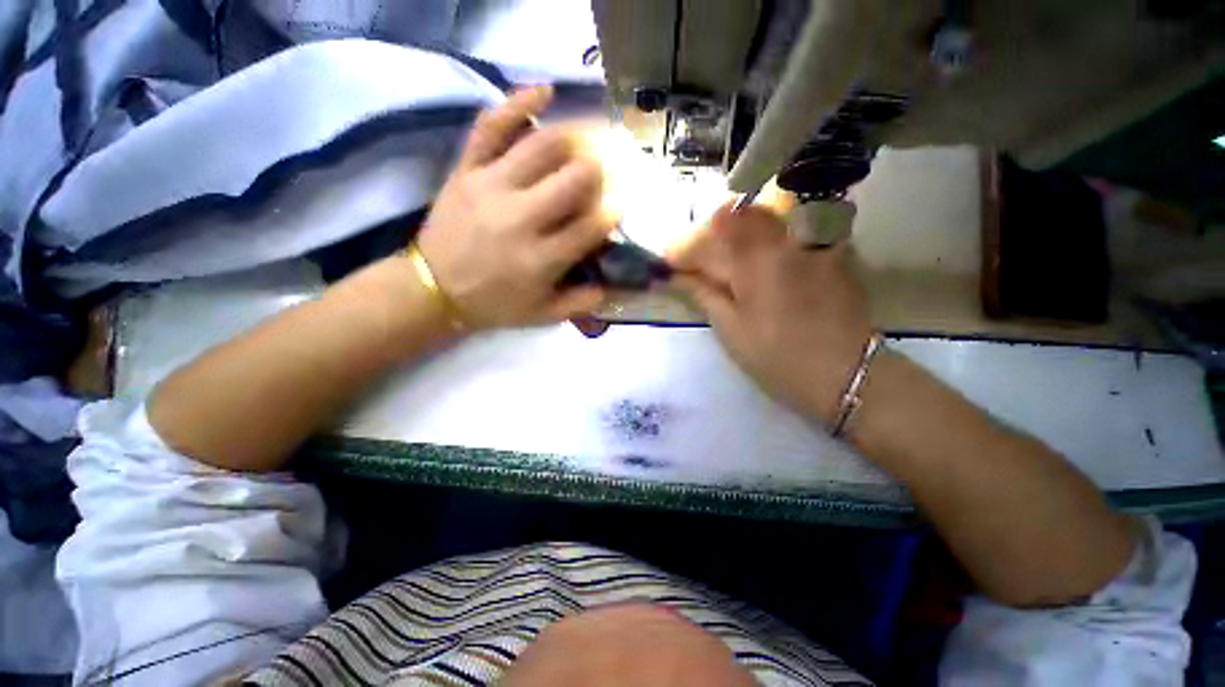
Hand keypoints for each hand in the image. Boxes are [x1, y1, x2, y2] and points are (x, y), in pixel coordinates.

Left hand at [416, 86, 614, 328]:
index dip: (613, 212)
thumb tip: (613, 285)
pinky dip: (518, 102)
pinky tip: (546, 89)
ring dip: (576, 137)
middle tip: (609, 171)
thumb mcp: (541, 315)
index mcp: (541, 259)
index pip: (591, 225)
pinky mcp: (466, 169)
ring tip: (593, 136)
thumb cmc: (493, 304)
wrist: (432, 289)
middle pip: (573, 179)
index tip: (622, 205)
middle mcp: (520, 217)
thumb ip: (580, 302)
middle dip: (601, 172)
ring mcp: (490, 186)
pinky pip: (491, 127)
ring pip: (541, 146)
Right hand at [670, 205, 873, 422]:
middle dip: (710, 235)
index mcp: (757, 260)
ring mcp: (813, 240)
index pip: (709, 235)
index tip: (670, 265)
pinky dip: (765, 238)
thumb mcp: (731, 330)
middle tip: (697, 263)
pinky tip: (760, 261)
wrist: (847, 375)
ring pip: (765, 217)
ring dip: (737, 232)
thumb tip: (674, 277)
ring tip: (725, 261)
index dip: (685, 247)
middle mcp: (786, 238)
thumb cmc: (779, 358)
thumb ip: (703, 294)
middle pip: (739, 215)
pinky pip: (791, 228)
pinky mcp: (831, 249)